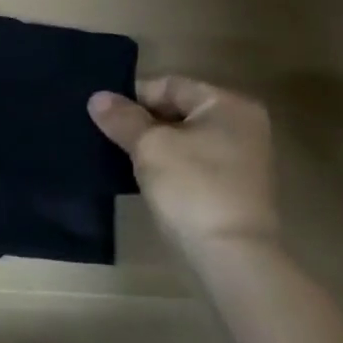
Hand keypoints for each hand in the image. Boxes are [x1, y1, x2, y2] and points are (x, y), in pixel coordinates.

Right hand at [89, 76, 278, 257]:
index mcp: (228, 104)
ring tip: (122, 159)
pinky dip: (173, 168)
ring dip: (156, 147)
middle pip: (180, 111)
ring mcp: (245, 159)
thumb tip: (97, 97)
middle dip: (144, 123)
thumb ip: (123, 119)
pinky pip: (197, 164)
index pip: (171, 85)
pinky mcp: (237, 189)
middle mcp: (243, 125)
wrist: (233, 257)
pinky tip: (148, 181)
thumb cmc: (193, 189)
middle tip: (109, 137)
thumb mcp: (150, 148)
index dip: (134, 97)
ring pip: (187, 140)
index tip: (104, 116)